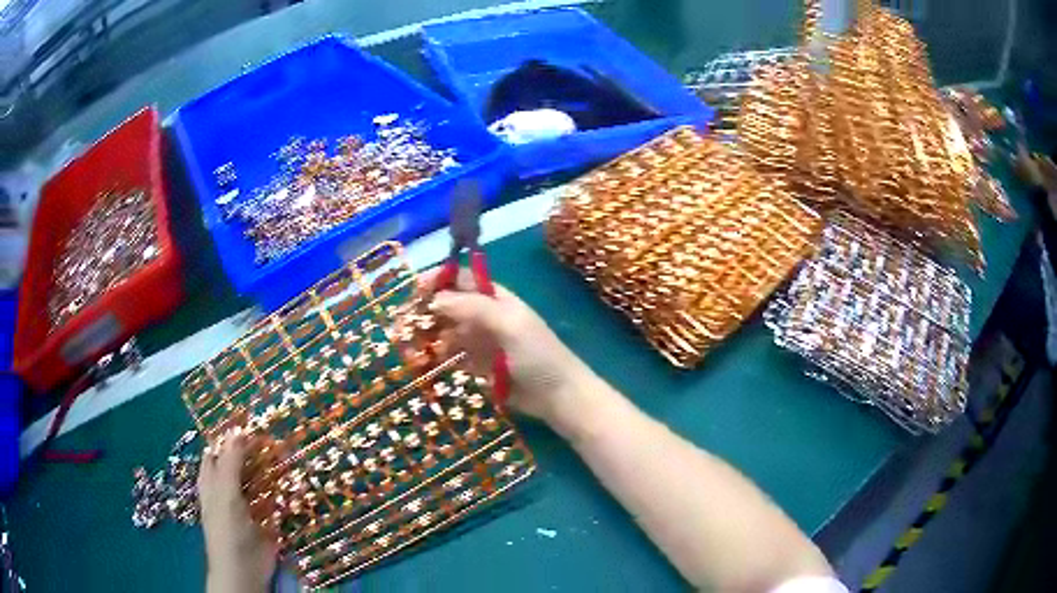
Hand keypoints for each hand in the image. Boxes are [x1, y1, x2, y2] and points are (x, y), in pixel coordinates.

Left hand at [198, 430, 276, 592]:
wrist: (245, 570)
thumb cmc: (227, 529)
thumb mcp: (225, 492)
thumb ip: (230, 462)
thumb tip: (237, 428)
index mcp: (212, 479)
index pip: (219, 449)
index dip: (231, 435)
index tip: (251, 420)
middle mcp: (228, 488)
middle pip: (240, 462)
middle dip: (255, 450)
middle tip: (275, 436)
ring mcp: (248, 504)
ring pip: (259, 479)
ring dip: (271, 467)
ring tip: (288, 452)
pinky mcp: (266, 518)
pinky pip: (274, 498)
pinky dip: (283, 488)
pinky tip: (294, 480)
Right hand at [421, 268, 602, 436]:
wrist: (557, 396)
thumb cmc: (537, 354)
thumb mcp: (508, 324)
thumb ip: (472, 308)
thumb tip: (434, 299)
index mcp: (493, 297)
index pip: (458, 279)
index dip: (435, 282)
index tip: (412, 294)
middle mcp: (482, 315)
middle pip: (445, 306)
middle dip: (422, 313)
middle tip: (400, 328)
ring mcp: (477, 341)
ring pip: (443, 332)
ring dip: (424, 337)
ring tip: (406, 350)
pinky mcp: (475, 365)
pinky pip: (448, 356)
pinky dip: (434, 358)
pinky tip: (419, 364)